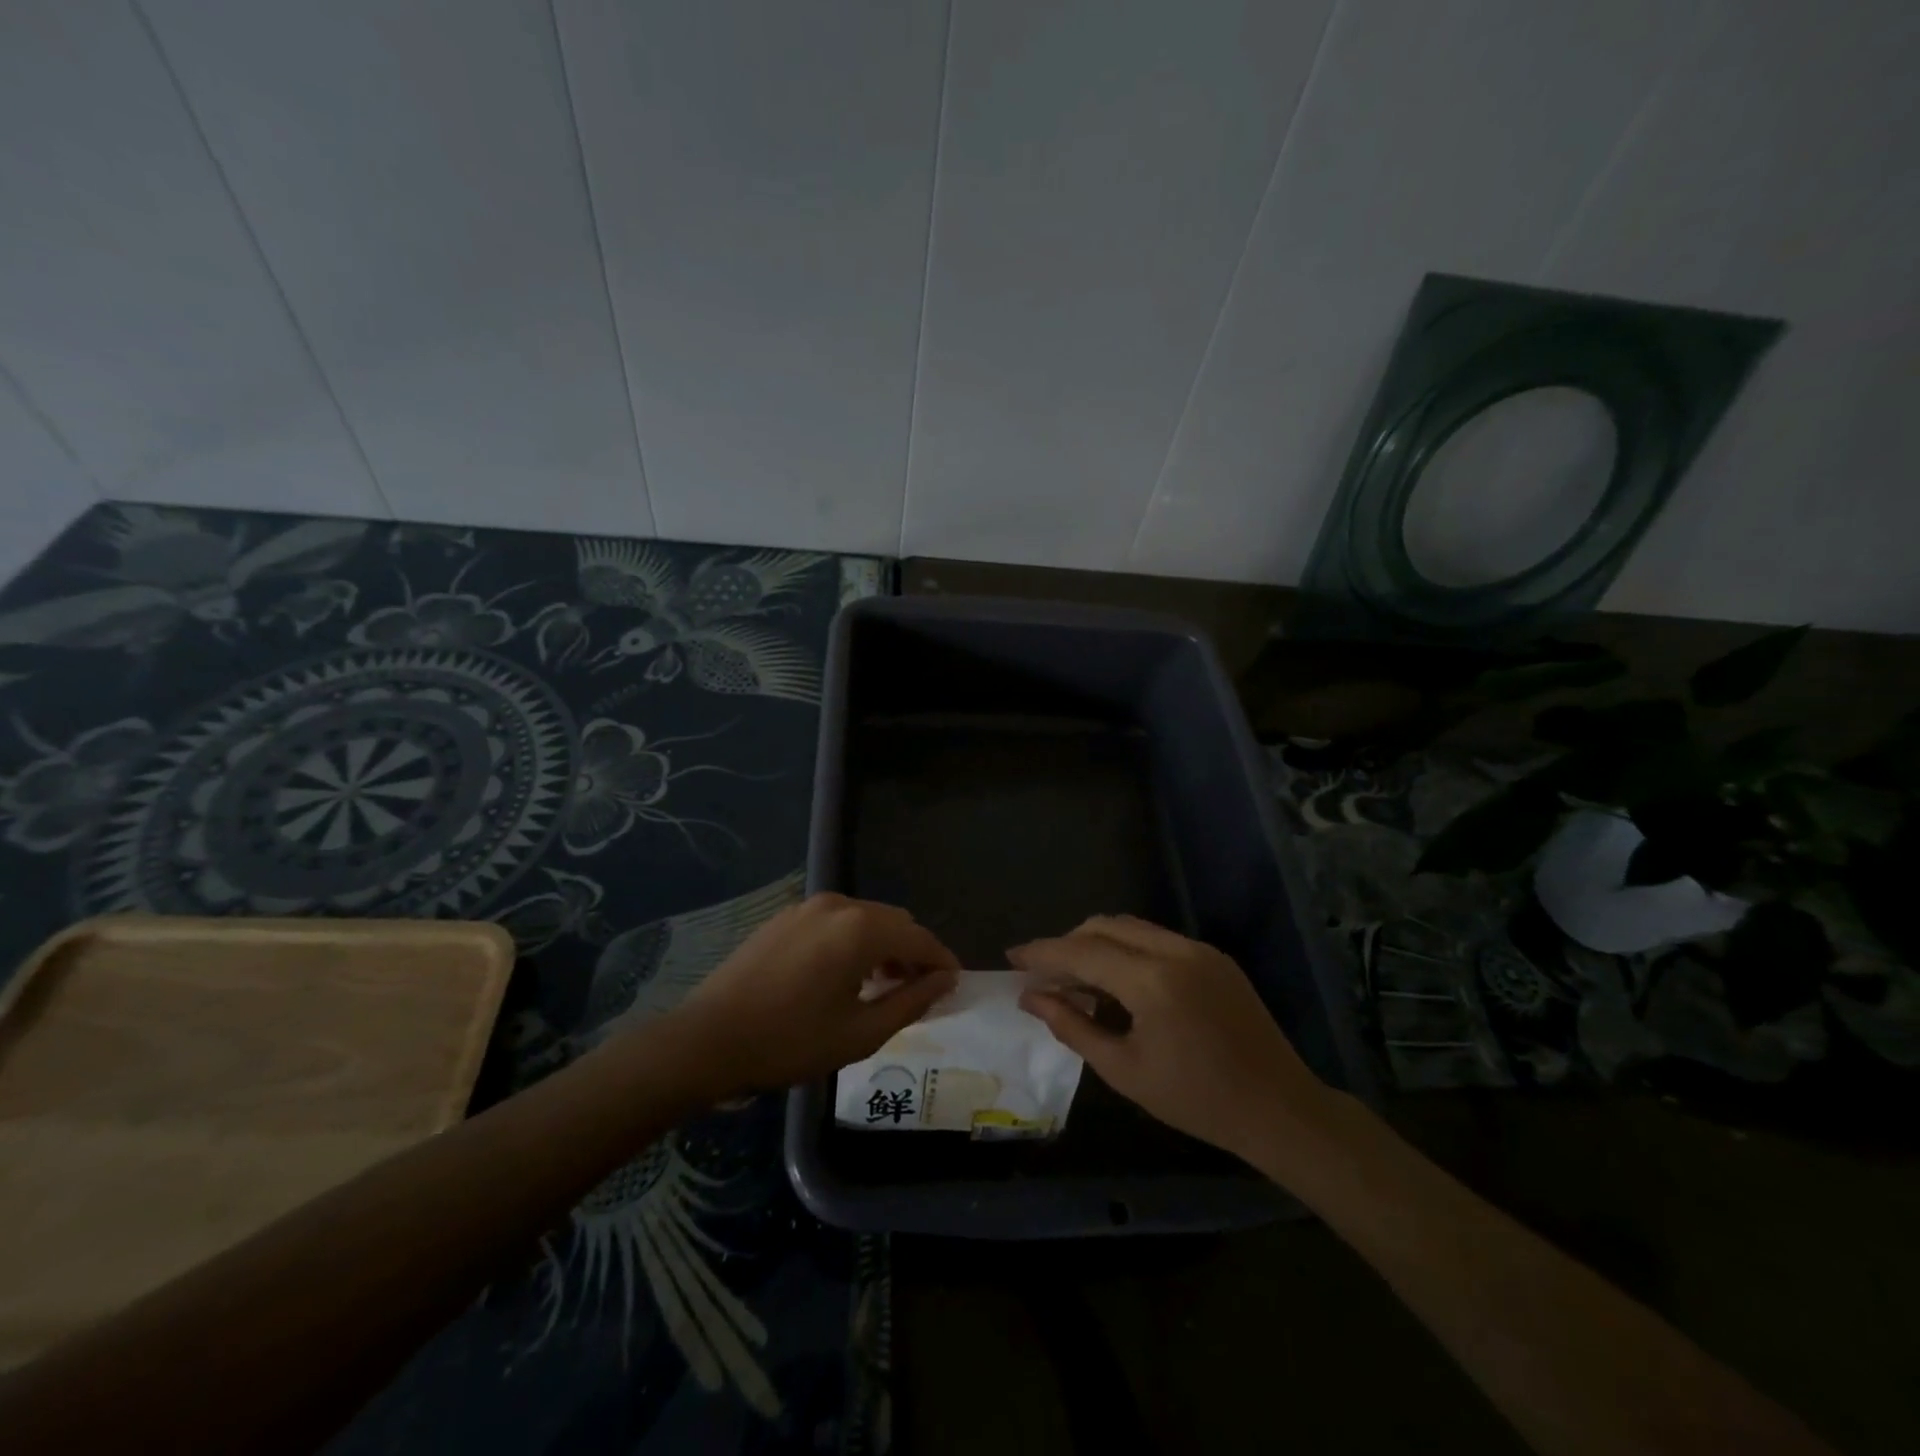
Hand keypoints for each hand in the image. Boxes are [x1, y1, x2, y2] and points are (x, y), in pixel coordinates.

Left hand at [669, 893, 959, 1096]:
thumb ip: (911, 1002)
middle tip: (918, 992)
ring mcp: (807, 907)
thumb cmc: (790, 1041)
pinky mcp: (785, 917)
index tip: (954, 986)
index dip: (941, 961)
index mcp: (860, 928)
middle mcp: (838, 905)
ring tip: (884, 986)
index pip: (919, 937)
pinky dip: (854, 941)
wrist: (707, 1039)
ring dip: (883, 946)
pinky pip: (836, 922)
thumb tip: (945, 981)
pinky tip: (845, 976)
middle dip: (913, 952)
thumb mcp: (860, 1033)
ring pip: (865, 919)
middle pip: (894, 922)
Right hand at [1010, 915, 1333, 1167]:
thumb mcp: (1124, 1070)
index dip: (1043, 953)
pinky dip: (1126, 949)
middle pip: (1104, 927)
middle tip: (1043, 973)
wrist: (1279, 1108)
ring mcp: (1198, 949)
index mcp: (1152, 981)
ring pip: (1131, 927)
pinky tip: (1118, 981)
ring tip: (1075, 977)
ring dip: (1096, 943)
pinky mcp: (1214, 956)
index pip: (1082, 952)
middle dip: (1068, 943)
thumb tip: (1031, 998)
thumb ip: (1072, 1026)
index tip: (1012, 957)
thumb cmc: (1197, 1100)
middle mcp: (1175, 950)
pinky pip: (1156, 939)